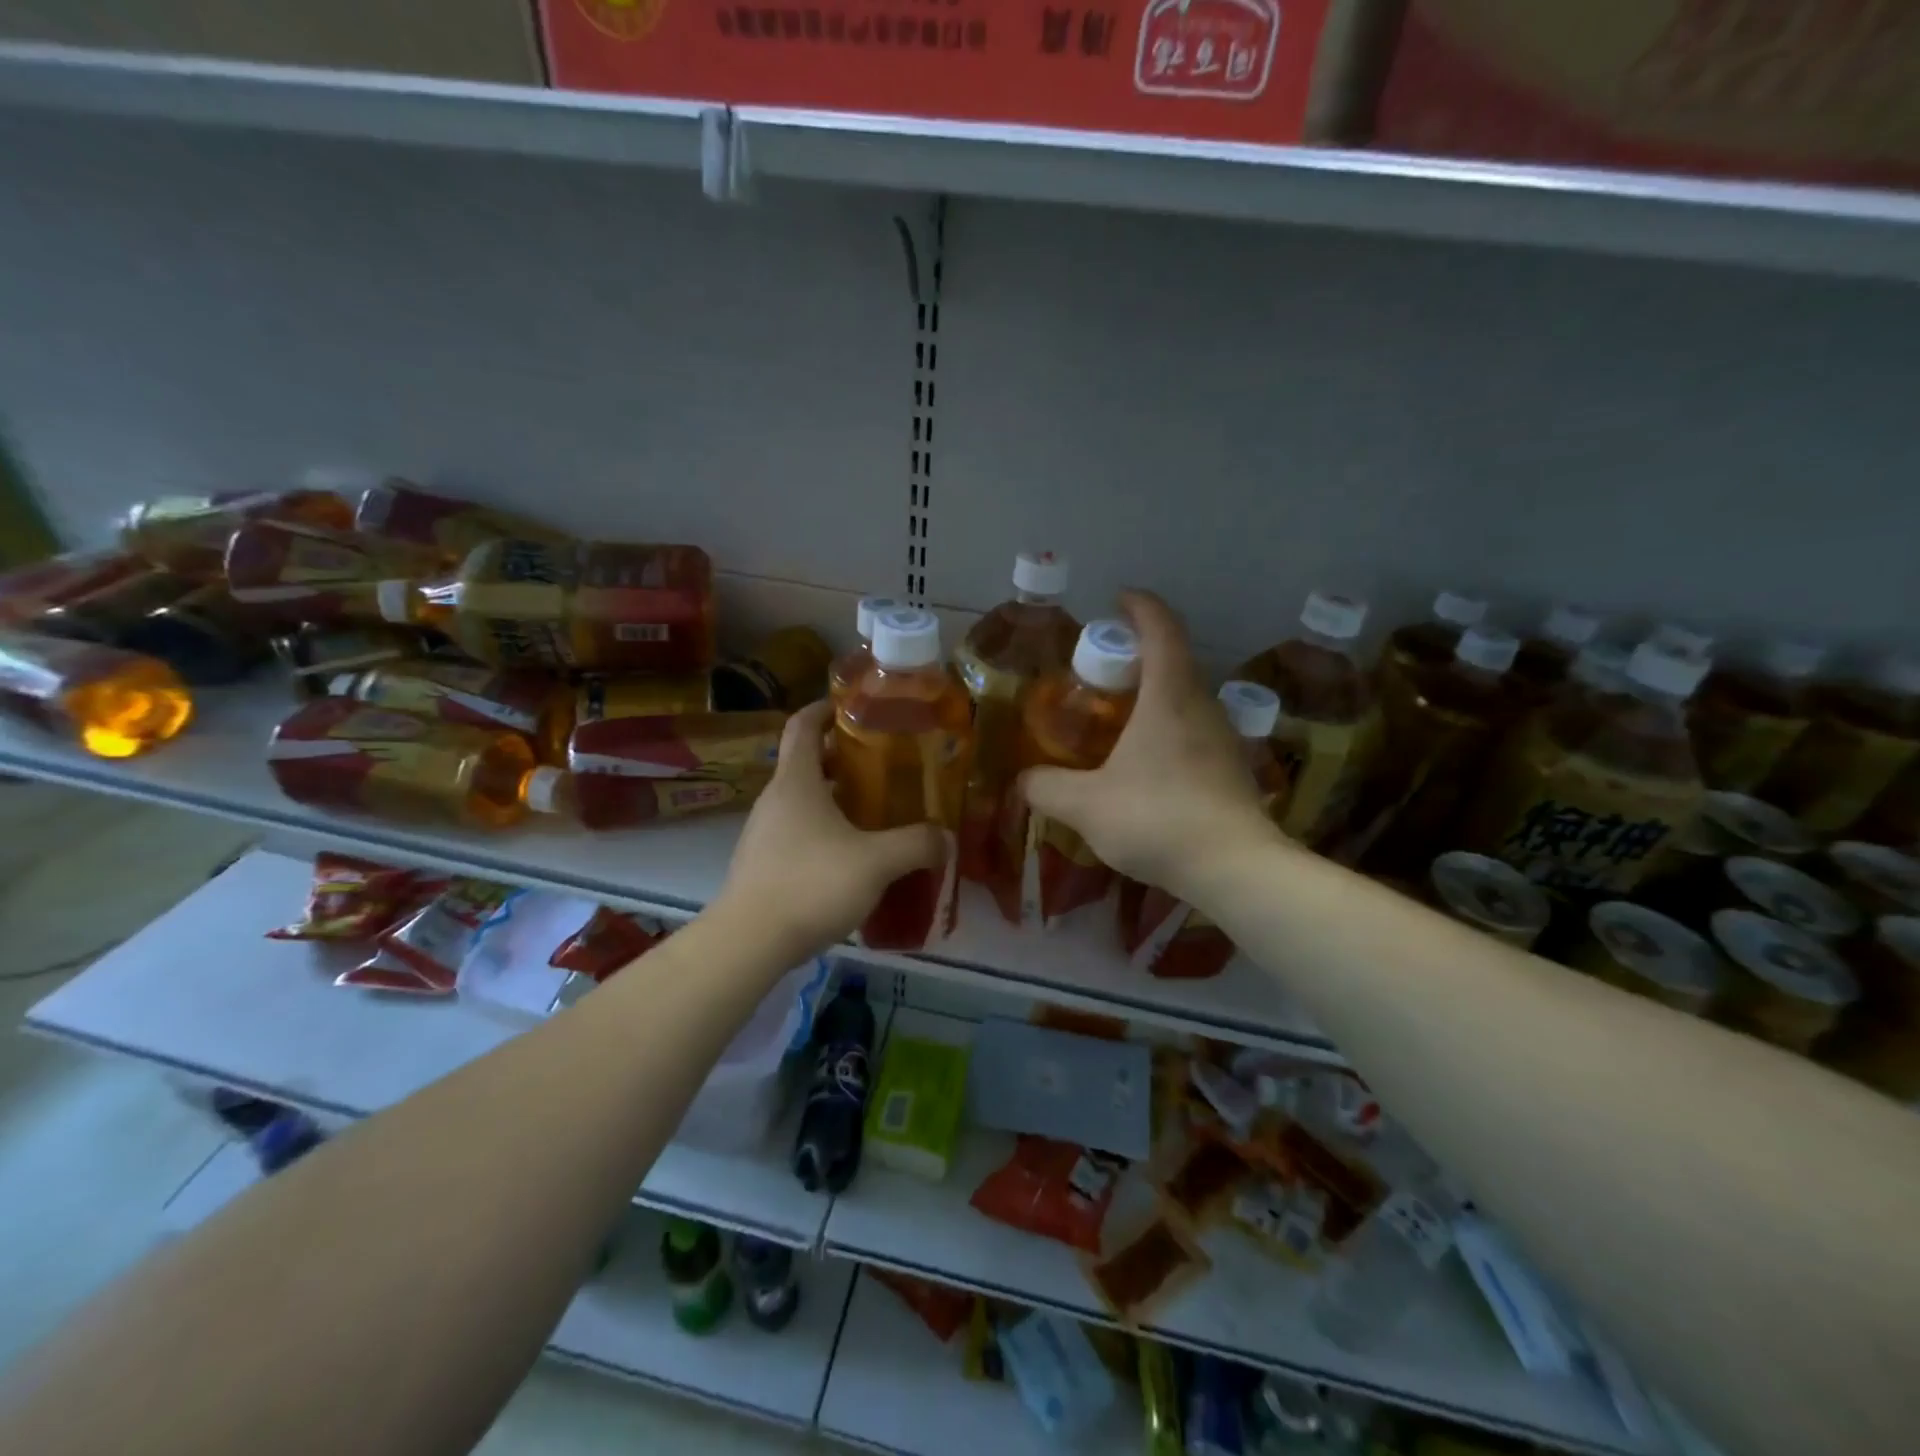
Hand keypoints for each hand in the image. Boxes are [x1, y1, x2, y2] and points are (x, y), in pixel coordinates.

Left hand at [713, 700, 944, 959]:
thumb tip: (945, 838)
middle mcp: (775, 799)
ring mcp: (763, 832)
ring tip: (874, 812)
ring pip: (802, 800)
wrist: (749, 942)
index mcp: (797, 781)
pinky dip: (823, 830)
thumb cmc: (811, 884)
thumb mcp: (876, 863)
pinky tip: (850, 857)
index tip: (854, 706)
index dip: (826, 709)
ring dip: (834, 798)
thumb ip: (915, 845)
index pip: (803, 725)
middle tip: (883, 766)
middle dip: (843, 759)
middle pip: (806, 762)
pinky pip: (796, 832)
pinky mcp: (761, 863)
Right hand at [1020, 590, 1281, 904]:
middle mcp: (1202, 706)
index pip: (1162, 628)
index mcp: (1169, 695)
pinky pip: (1195, 730)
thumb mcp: (1086, 805)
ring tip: (1119, 718)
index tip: (1120, 598)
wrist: (1234, 868)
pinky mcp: (1232, 768)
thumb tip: (1023, 780)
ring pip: (1186, 698)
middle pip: (1175, 660)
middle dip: (1140, 654)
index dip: (1141, 606)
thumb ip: (1048, 788)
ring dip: (1155, 694)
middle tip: (1102, 670)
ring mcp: (1223, 737)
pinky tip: (1146, 763)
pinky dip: (1168, 728)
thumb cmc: (1157, 818)